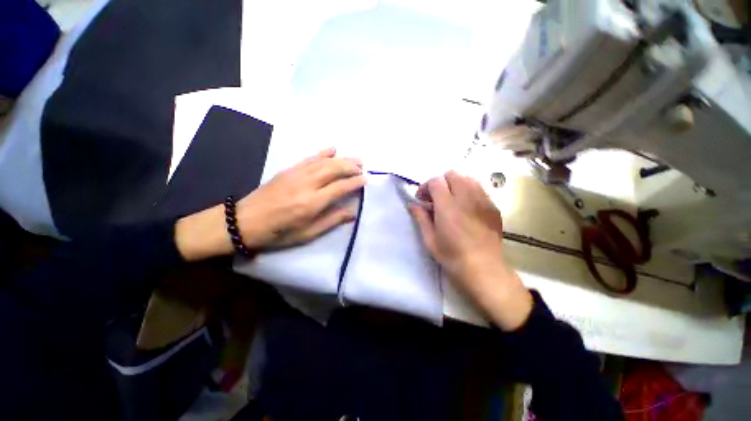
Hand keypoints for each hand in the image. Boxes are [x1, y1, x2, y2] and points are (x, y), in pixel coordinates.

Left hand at [176, 148, 364, 260]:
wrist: (243, 221)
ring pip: (324, 161)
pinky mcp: (288, 170)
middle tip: (362, 167)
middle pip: (334, 169)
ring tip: (355, 158)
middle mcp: (307, 184)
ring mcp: (296, 174)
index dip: (355, 182)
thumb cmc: (278, 233)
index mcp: (312, 203)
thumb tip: (352, 213)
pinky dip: (322, 152)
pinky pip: (309, 158)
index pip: (340, 187)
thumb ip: (331, 221)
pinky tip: (332, 149)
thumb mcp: (307, 234)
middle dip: (351, 166)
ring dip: (342, 158)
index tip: (365, 179)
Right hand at [409, 171, 532, 330]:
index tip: (422, 199)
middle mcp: (467, 198)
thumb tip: (412, 204)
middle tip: (436, 198)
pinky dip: (468, 190)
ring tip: (451, 200)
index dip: (426, 186)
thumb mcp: (430, 240)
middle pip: (453, 174)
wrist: (484, 269)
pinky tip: (465, 207)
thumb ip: (421, 218)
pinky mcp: (493, 206)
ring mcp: (483, 201)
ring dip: (455, 184)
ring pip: (468, 178)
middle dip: (441, 182)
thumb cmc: (452, 257)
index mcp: (448, 207)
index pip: (436, 181)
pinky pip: (480, 188)